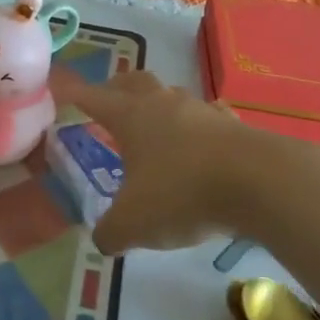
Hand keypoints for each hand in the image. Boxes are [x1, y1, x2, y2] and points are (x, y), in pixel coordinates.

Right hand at [50, 69, 261, 254]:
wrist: (260, 182)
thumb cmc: (183, 193)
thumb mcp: (134, 224)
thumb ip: (110, 231)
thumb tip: (104, 237)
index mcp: (131, 117)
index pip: (93, 97)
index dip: (74, 94)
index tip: (60, 90)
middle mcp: (163, 104)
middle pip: (134, 82)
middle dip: (117, 89)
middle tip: (108, 101)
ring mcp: (201, 111)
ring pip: (172, 97)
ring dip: (159, 107)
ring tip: (155, 128)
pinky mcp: (234, 125)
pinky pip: (209, 118)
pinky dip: (199, 127)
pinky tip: (203, 144)